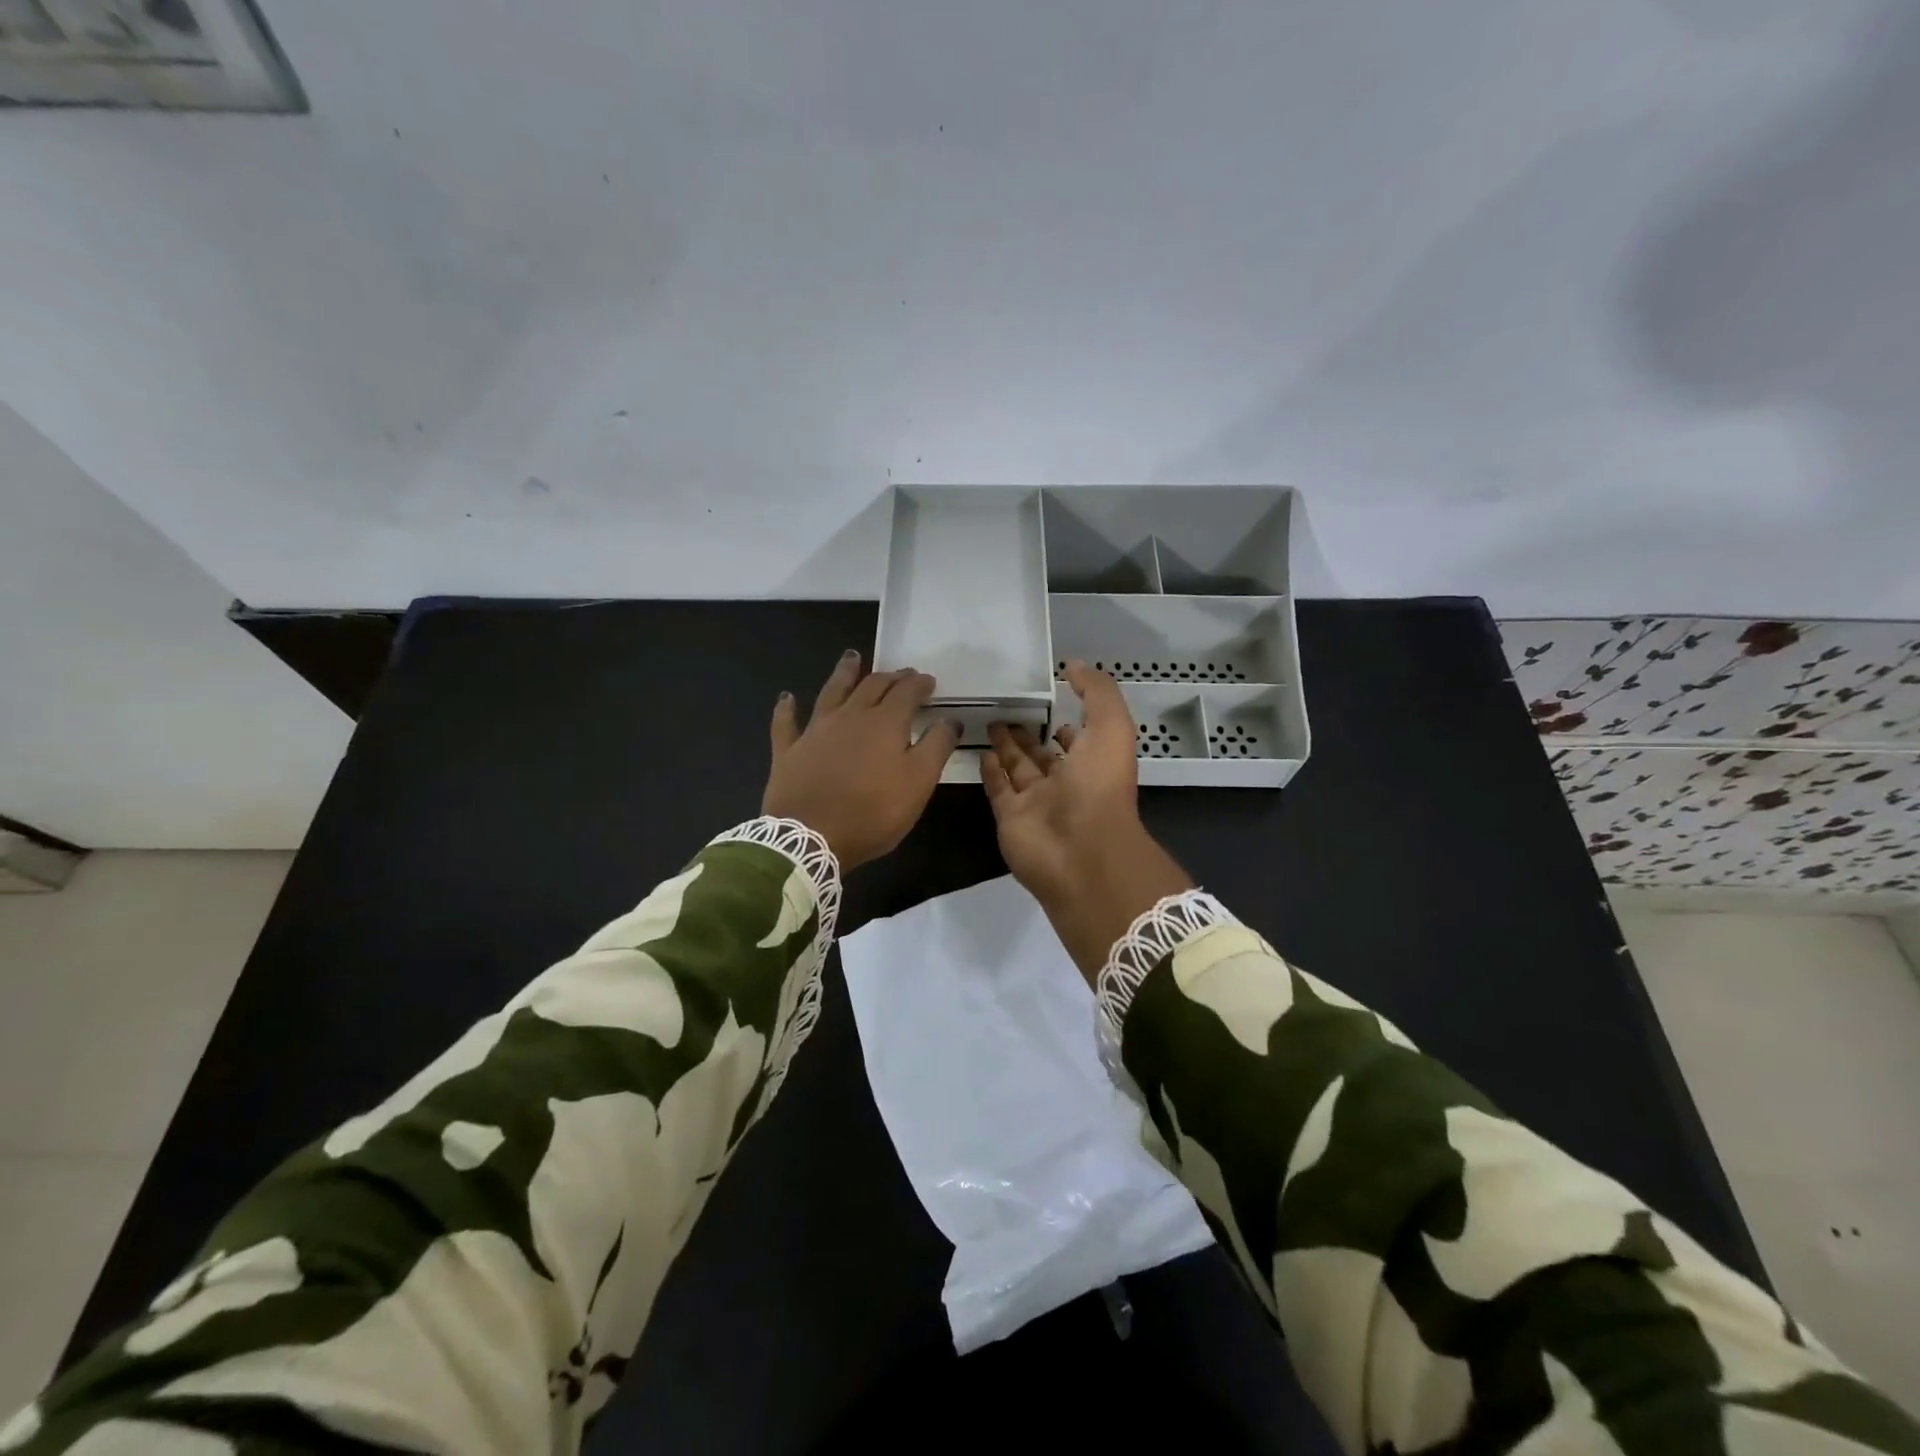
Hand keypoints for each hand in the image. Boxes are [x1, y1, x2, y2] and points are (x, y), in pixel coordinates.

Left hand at [763, 650, 960, 869]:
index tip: (929, 682)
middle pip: (871, 686)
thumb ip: (936, 747)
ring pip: (831, 692)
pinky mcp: (788, 750)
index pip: (906, 692)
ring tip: (851, 657)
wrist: (810, 837)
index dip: (919, 684)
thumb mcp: (918, 783)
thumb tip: (948, 719)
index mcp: (885, 722)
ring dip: (843, 673)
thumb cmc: (872, 812)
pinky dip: (787, 708)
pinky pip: (786, 722)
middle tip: (900, 674)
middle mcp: (850, 716)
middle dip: (889, 677)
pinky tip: (787, 697)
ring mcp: (815, 730)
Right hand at [983, 662, 1191, 981]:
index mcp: (1093, 763)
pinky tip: (981, 751)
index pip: (1076, 739)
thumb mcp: (1111, 727)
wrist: (1080, 851)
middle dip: (1028, 733)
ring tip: (990, 721)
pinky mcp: (1010, 818)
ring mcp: (1036, 803)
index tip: (1047, 701)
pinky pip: (998, 790)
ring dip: (1006, 746)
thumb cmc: (1099, 785)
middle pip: (1042, 754)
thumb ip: (1096, 692)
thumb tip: (1073, 665)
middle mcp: (1065, 783)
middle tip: (1005, 708)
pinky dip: (990, 772)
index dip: (1064, 723)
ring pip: (1018, 769)